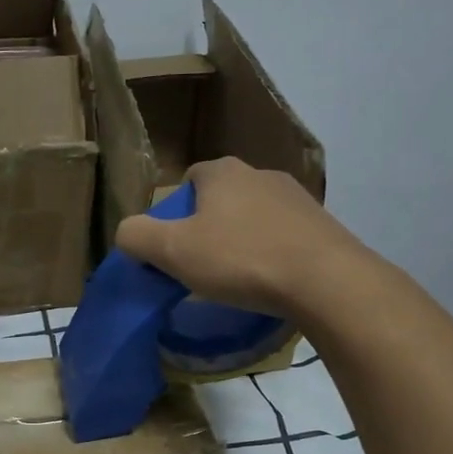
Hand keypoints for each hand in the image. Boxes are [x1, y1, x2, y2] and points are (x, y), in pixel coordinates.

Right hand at [113, 157, 368, 317]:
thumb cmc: (241, 259)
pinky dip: (272, 253)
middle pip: (221, 200)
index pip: (188, 181)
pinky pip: (284, 236)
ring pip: (254, 217)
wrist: (325, 280)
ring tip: (239, 279)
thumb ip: (136, 237)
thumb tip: (127, 234)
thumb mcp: (173, 251)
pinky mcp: (322, 224)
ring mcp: (296, 197)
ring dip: (243, 241)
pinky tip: (271, 281)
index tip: (175, 248)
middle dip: (209, 228)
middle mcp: (260, 173)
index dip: (175, 214)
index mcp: (222, 172)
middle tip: (202, 266)